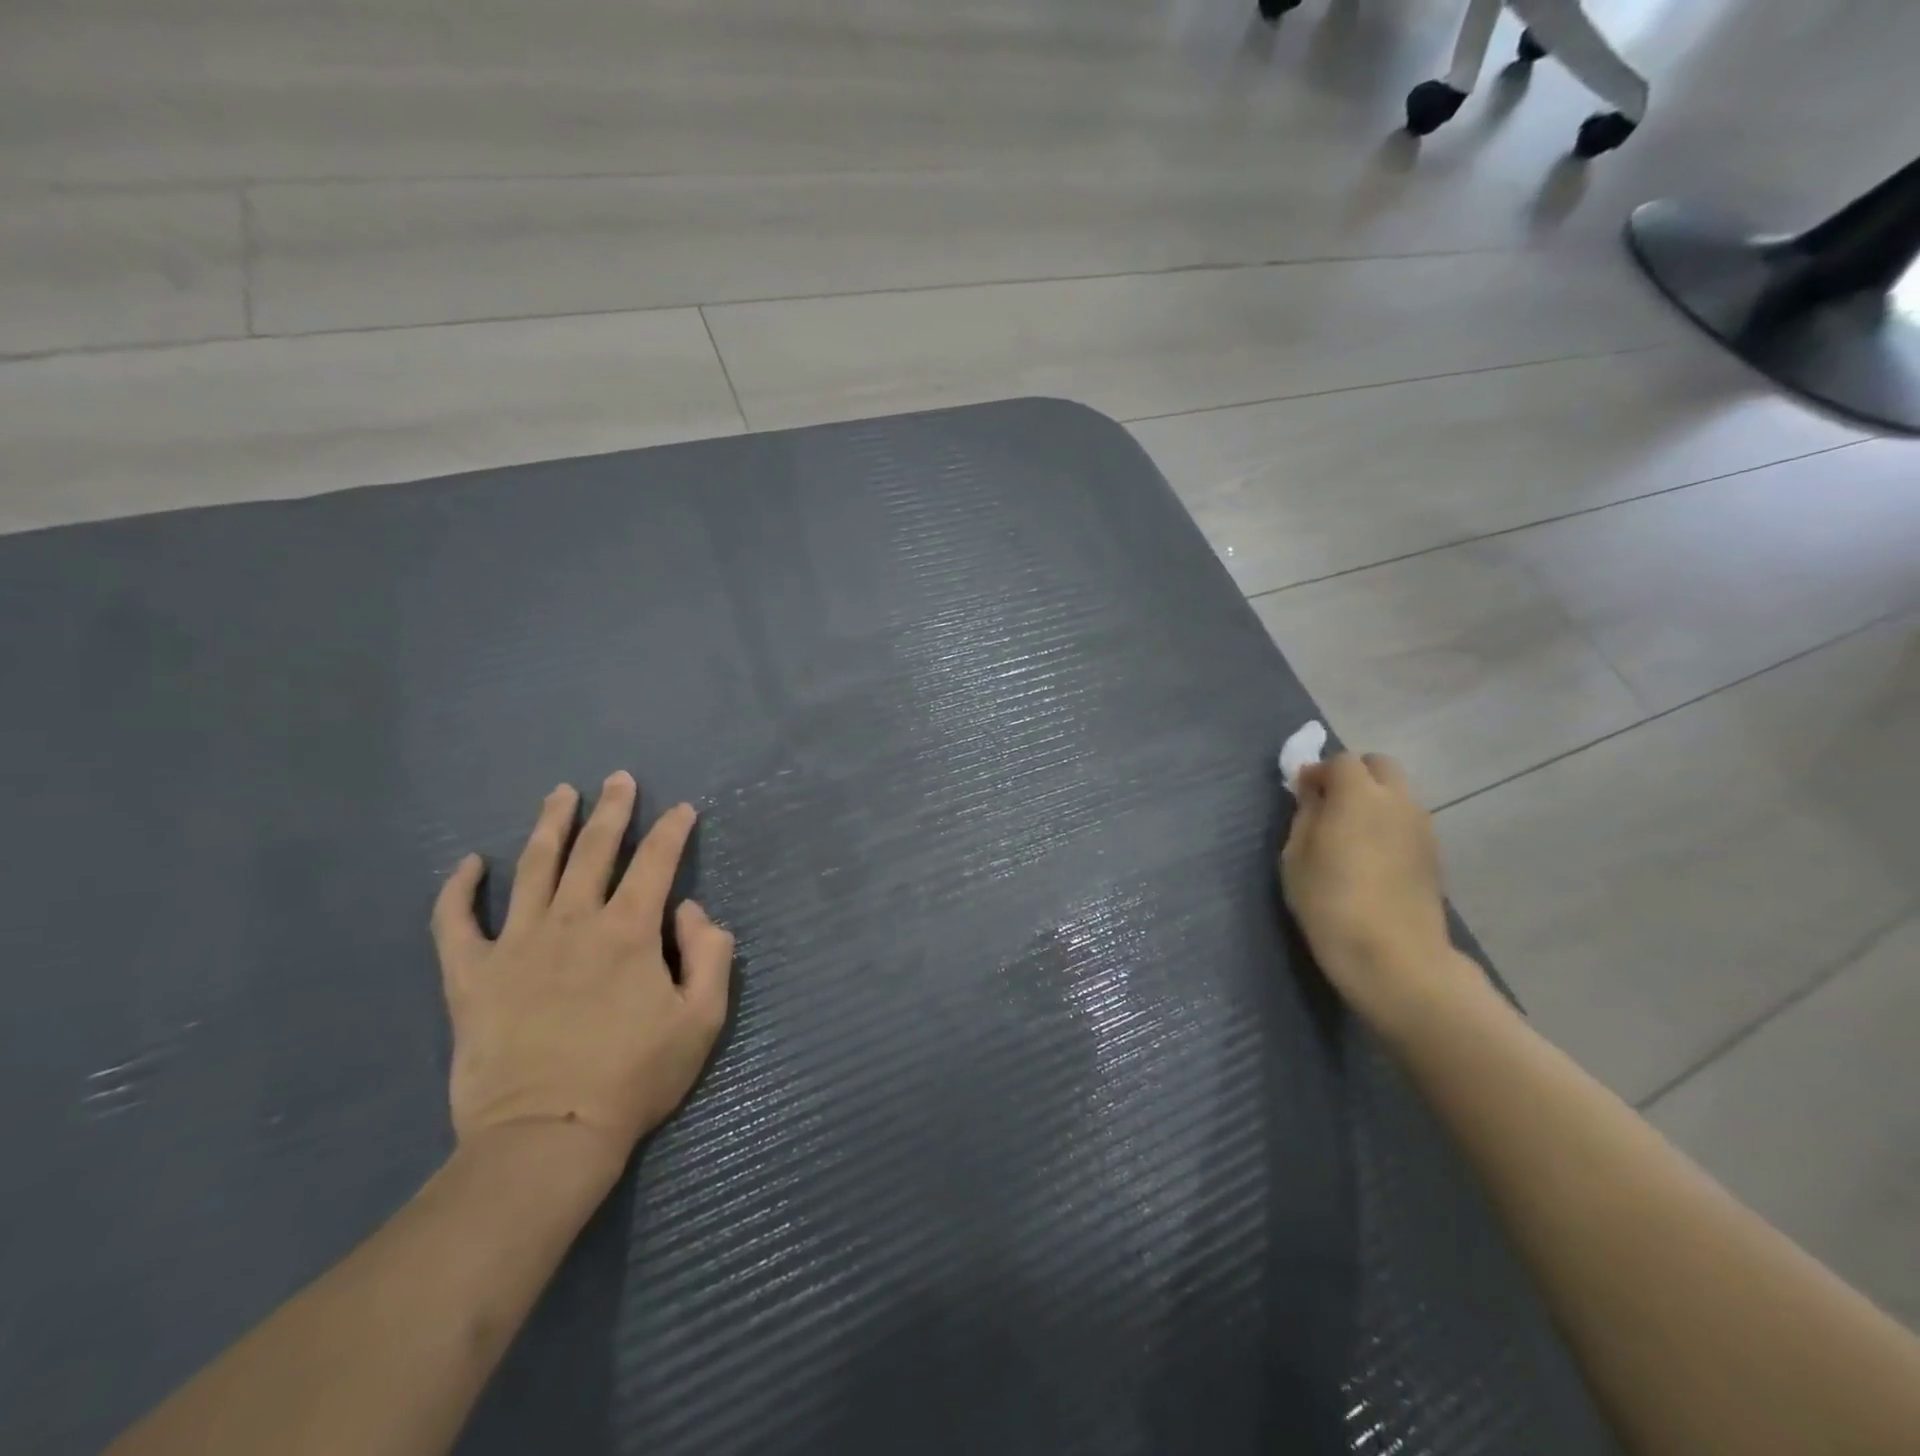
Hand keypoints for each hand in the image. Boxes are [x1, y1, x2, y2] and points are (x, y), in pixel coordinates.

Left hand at [431, 772, 733, 1184]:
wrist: (546, 1138)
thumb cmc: (634, 1078)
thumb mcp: (701, 1020)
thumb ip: (710, 955)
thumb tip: (691, 911)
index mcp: (629, 931)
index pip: (656, 862)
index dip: (672, 830)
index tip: (683, 809)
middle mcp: (573, 922)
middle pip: (594, 850)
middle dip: (612, 809)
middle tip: (618, 779)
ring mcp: (516, 944)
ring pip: (533, 868)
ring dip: (550, 826)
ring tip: (560, 794)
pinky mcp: (471, 976)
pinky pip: (455, 922)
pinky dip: (458, 890)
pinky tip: (469, 864)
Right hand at [1280, 752, 1465, 1025]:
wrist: (1393, 957)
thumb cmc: (1329, 902)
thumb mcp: (1296, 856)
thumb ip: (1306, 814)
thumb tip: (1314, 790)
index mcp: (1359, 794)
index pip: (1342, 760)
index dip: (1319, 771)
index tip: (1301, 794)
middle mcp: (1398, 800)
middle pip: (1380, 766)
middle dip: (1354, 775)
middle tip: (1328, 805)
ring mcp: (1422, 827)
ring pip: (1397, 794)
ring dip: (1373, 799)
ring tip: (1348, 833)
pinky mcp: (1433, 854)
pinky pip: (1407, 821)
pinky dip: (1387, 824)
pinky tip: (1370, 857)